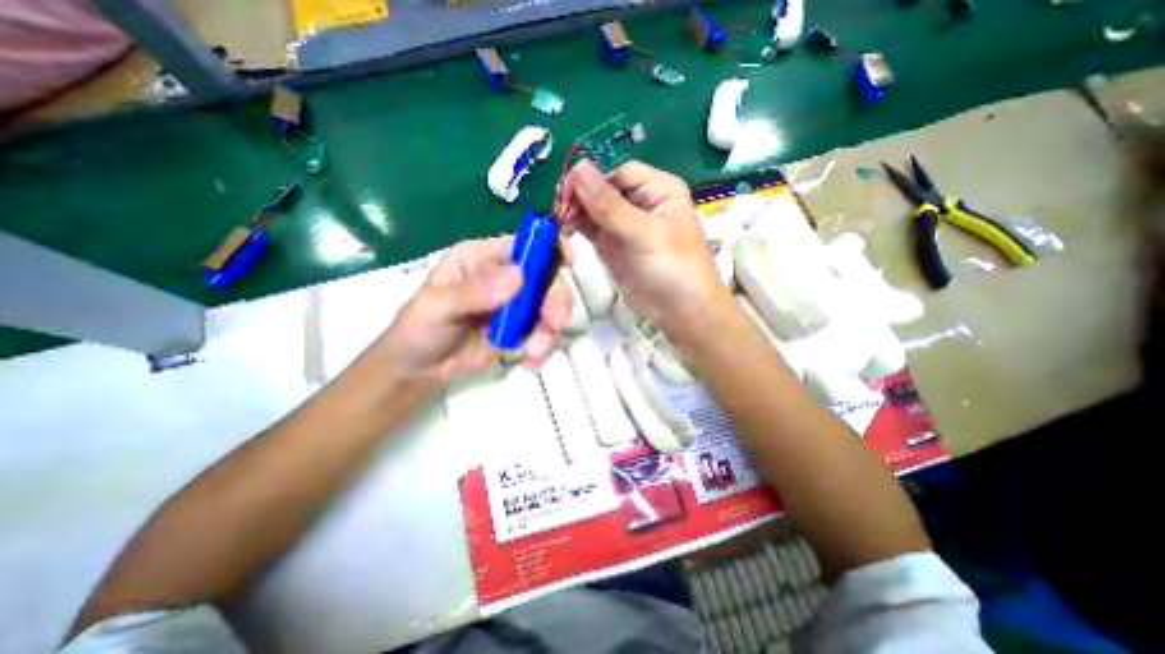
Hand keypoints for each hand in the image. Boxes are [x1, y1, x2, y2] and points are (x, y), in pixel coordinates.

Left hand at [367, 237, 572, 395]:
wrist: (420, 369)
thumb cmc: (419, 329)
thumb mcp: (437, 307)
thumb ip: (473, 291)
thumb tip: (519, 277)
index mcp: (483, 258)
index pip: (524, 244)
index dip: (549, 247)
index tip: (569, 260)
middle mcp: (504, 276)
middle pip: (545, 277)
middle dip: (555, 299)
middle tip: (554, 323)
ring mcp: (516, 304)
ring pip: (549, 306)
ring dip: (549, 329)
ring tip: (534, 352)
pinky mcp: (521, 328)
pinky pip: (544, 331)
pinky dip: (544, 344)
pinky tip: (531, 359)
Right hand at [561, 161, 724, 338]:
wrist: (682, 313)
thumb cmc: (674, 269)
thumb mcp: (644, 234)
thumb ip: (609, 204)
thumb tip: (577, 167)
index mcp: (658, 190)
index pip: (619, 173)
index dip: (593, 180)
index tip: (566, 194)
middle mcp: (641, 203)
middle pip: (603, 190)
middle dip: (580, 199)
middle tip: (558, 214)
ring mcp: (625, 227)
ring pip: (594, 210)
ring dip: (575, 214)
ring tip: (560, 226)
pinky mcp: (614, 247)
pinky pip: (592, 230)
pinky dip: (577, 229)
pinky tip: (564, 234)